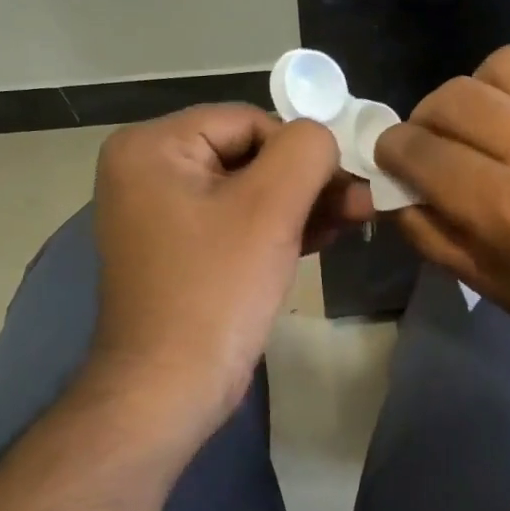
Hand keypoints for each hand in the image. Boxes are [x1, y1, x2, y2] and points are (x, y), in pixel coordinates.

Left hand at [90, 105, 370, 436]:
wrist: (170, 389)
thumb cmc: (216, 289)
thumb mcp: (270, 207)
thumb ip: (307, 150)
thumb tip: (322, 136)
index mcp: (152, 147)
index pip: (247, 121)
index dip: (301, 148)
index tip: (345, 181)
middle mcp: (148, 171)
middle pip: (249, 154)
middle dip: (309, 179)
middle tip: (361, 200)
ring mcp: (162, 214)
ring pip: (249, 190)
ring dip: (303, 203)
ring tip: (357, 216)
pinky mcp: (183, 251)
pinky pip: (238, 222)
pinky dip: (280, 227)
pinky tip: (327, 234)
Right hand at [375, 46, 509, 383]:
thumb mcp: (485, 284)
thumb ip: (424, 228)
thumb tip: (390, 183)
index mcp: (509, 210)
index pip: (421, 150)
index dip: (391, 150)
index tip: (393, 158)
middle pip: (453, 97)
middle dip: (424, 119)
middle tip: (432, 145)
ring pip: (500, 66)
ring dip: (472, 93)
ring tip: (479, 125)